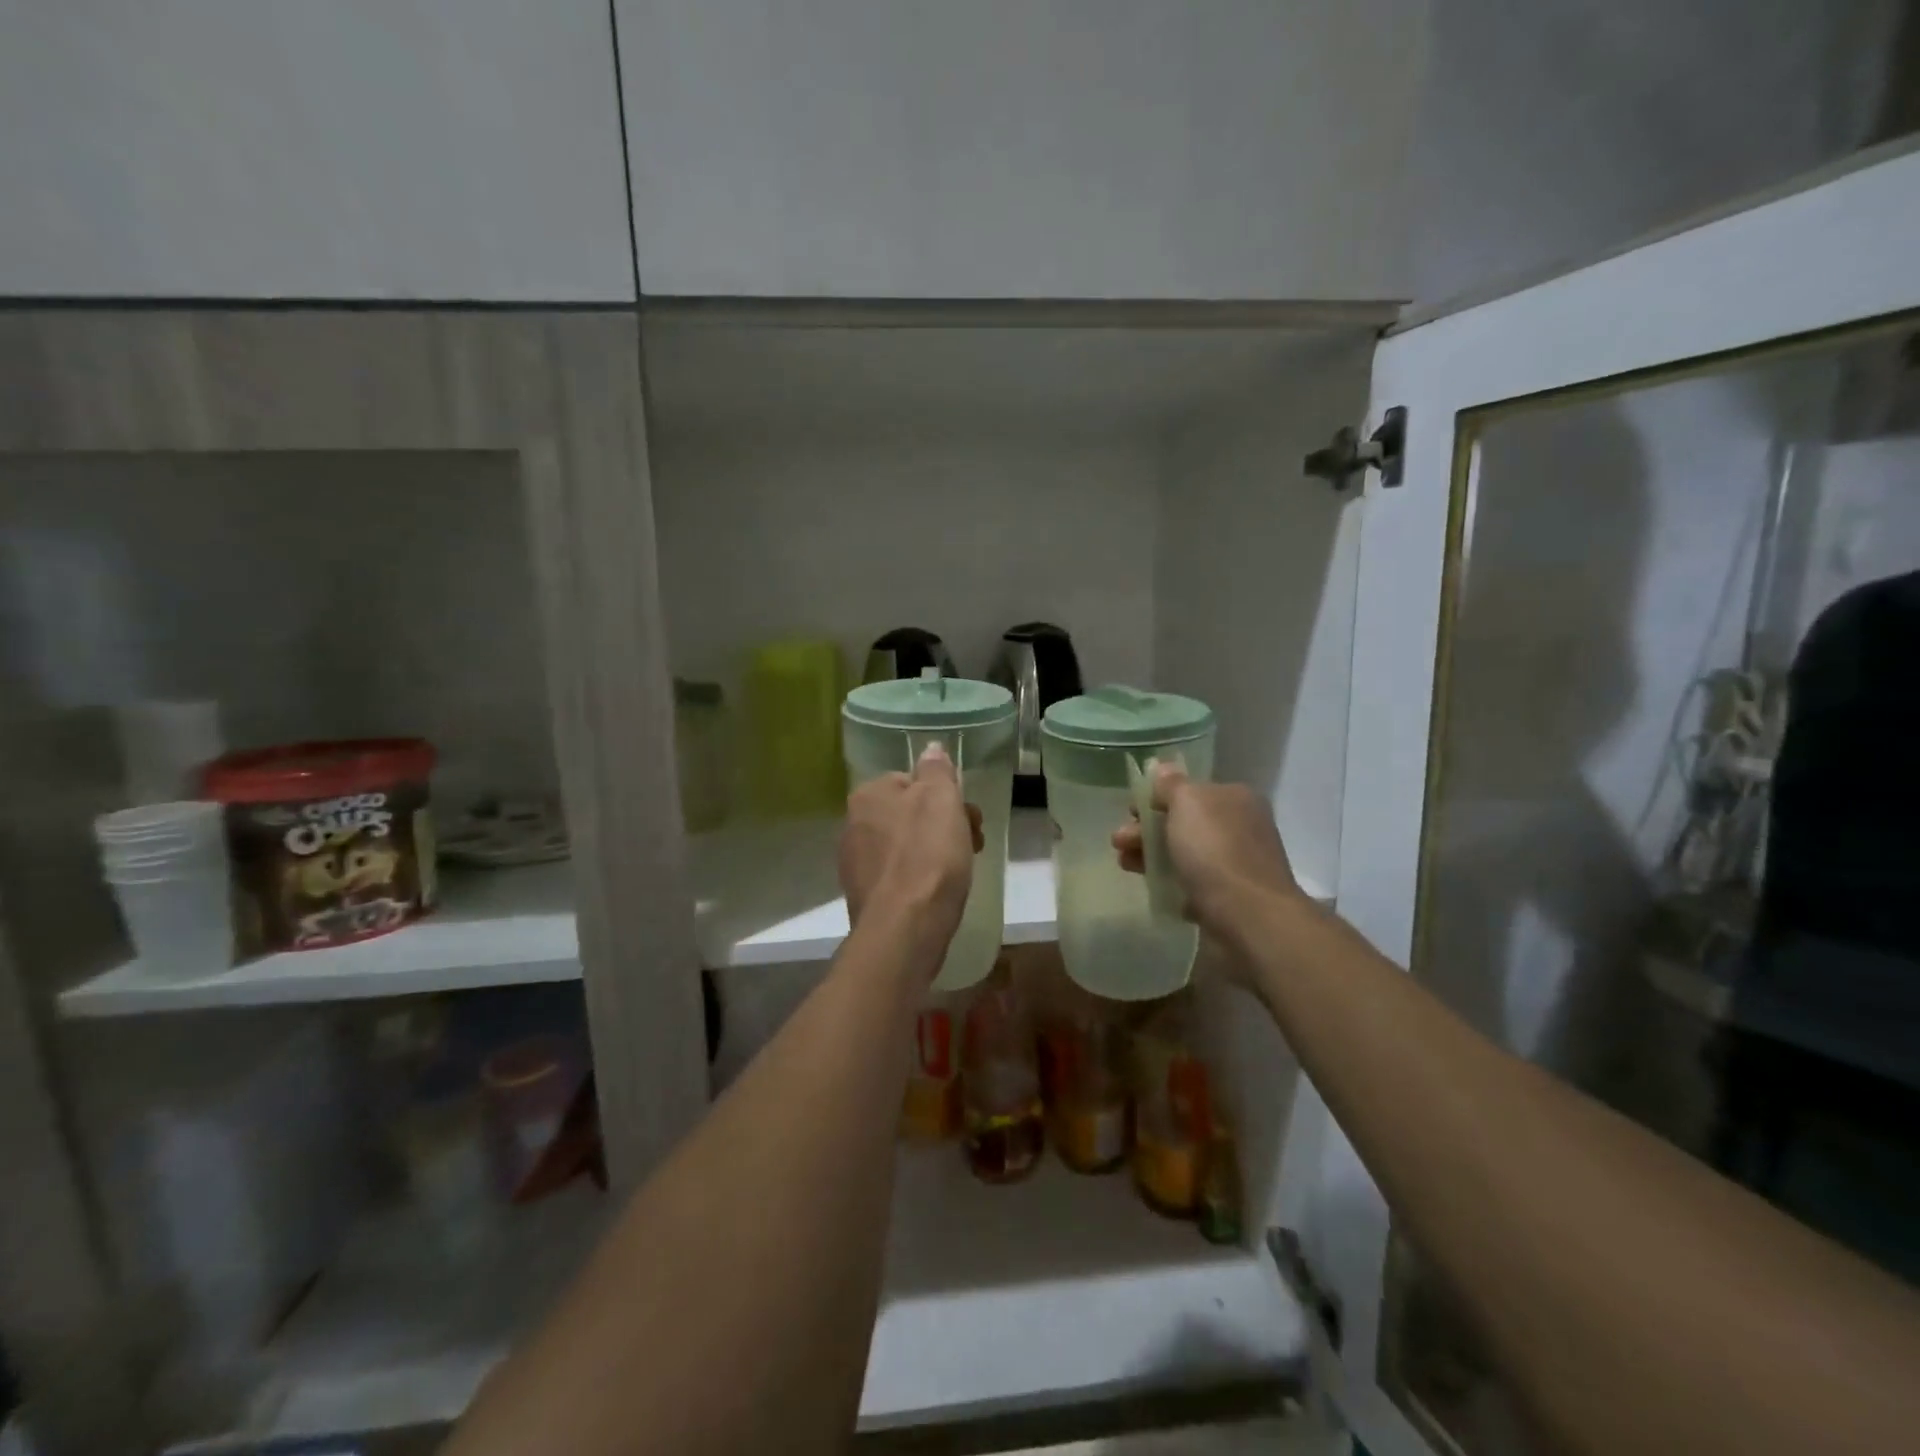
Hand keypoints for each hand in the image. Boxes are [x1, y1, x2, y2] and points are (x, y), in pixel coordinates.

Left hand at [839, 744, 983, 956]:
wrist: (906, 928)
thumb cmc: (928, 856)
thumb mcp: (941, 799)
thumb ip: (936, 770)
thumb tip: (930, 749)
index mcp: (868, 795)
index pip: (911, 781)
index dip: (945, 796)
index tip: (969, 816)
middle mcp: (853, 824)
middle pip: (909, 813)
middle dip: (943, 824)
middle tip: (973, 842)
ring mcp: (855, 863)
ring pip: (905, 845)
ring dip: (934, 851)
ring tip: (961, 871)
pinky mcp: (865, 896)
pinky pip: (899, 875)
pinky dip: (919, 878)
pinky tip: (937, 892)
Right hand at [1110, 764, 1302, 934]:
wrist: (1249, 918)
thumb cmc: (1215, 851)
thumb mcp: (1188, 803)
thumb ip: (1170, 784)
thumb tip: (1161, 767)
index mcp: (1235, 798)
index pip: (1190, 790)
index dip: (1156, 797)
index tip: (1130, 810)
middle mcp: (1240, 828)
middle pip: (1184, 822)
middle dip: (1147, 828)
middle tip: (1119, 840)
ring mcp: (1236, 865)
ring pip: (1184, 853)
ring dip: (1151, 855)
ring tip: (1123, 864)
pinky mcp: (1229, 898)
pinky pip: (1192, 884)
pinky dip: (1170, 883)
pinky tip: (1152, 887)